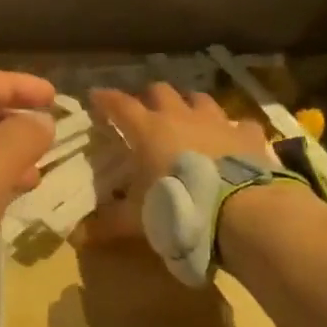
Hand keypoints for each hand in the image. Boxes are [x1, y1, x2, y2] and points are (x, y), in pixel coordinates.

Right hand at [82, 84, 273, 243]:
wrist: (241, 211)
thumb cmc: (177, 206)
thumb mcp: (137, 219)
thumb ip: (109, 222)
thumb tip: (79, 236)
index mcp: (147, 129)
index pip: (119, 104)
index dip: (106, 99)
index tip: (95, 96)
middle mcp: (180, 116)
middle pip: (160, 91)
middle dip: (150, 97)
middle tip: (146, 112)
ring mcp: (217, 122)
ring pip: (200, 99)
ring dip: (191, 106)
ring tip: (188, 119)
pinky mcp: (248, 136)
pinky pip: (241, 124)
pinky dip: (235, 130)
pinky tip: (234, 141)